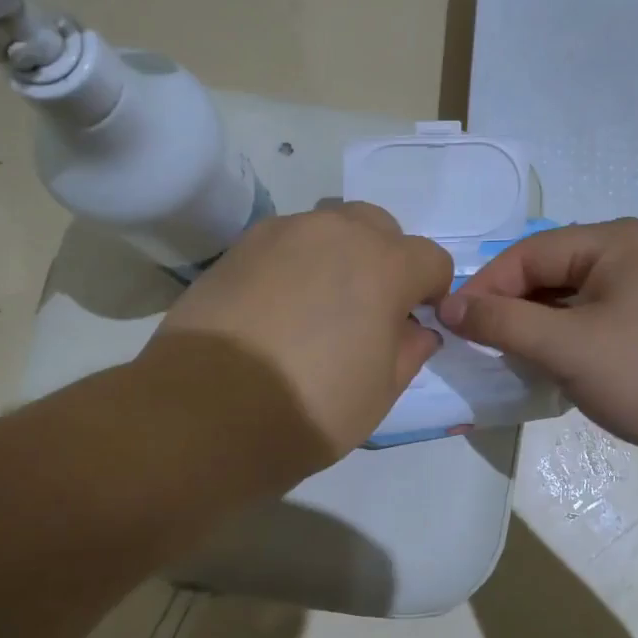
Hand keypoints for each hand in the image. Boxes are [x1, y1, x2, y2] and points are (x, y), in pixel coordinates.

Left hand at [146, 203, 451, 474]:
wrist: (206, 410)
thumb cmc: (310, 406)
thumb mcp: (381, 392)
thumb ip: (410, 350)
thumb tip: (416, 329)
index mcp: (384, 265)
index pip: (431, 258)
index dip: (432, 290)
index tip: (416, 321)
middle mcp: (337, 232)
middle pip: (380, 227)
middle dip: (386, 260)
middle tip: (368, 309)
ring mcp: (283, 233)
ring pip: (330, 228)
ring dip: (339, 256)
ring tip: (317, 306)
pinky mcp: (240, 246)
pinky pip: (286, 243)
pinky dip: (296, 263)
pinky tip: (277, 306)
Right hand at [439, 219, 637, 476]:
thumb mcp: (567, 346)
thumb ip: (502, 321)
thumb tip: (447, 306)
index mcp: (613, 242)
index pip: (528, 254)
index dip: (485, 287)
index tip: (450, 325)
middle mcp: (627, 258)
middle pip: (546, 275)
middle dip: (508, 310)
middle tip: (474, 347)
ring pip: (564, 305)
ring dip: (532, 331)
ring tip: (503, 361)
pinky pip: (586, 328)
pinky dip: (559, 346)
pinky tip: (542, 372)